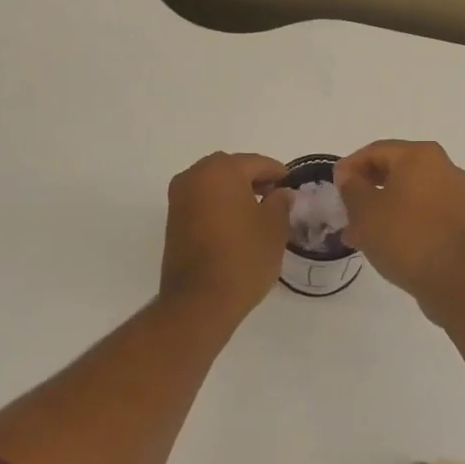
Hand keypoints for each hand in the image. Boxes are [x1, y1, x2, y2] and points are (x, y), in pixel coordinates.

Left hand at [159, 152, 293, 322]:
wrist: (200, 300)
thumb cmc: (243, 258)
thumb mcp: (274, 228)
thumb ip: (280, 203)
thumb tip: (282, 193)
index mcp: (221, 171)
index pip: (256, 163)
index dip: (278, 173)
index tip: (292, 185)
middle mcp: (194, 176)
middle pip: (230, 168)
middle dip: (253, 179)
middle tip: (275, 196)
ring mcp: (179, 198)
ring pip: (213, 184)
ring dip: (234, 192)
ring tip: (257, 212)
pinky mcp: (172, 220)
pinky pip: (201, 201)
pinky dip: (219, 205)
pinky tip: (236, 224)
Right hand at [335, 140, 464, 313]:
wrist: (451, 278)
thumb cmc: (403, 235)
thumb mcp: (364, 208)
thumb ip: (351, 186)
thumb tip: (348, 176)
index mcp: (420, 155)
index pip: (375, 151)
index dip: (349, 167)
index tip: (333, 187)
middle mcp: (442, 166)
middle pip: (393, 170)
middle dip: (365, 189)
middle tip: (344, 209)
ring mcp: (454, 193)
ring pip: (406, 193)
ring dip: (380, 207)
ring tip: (357, 232)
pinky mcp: (458, 219)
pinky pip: (421, 210)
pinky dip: (400, 219)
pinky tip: (380, 240)